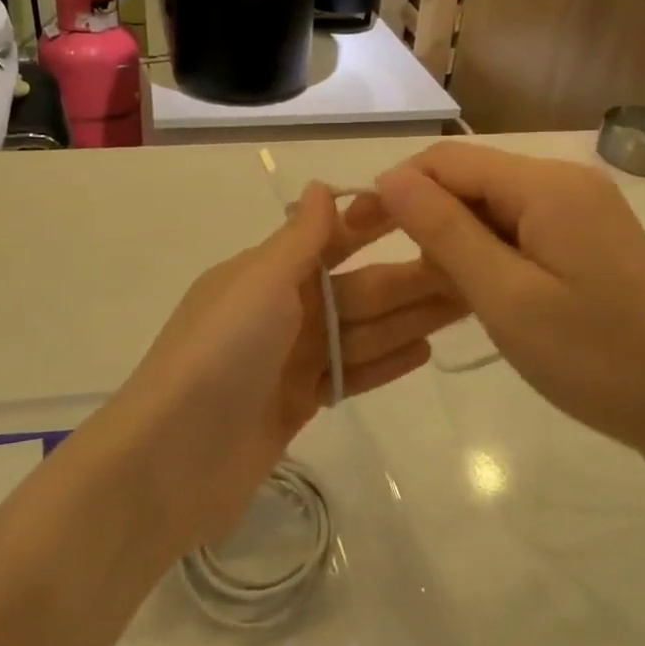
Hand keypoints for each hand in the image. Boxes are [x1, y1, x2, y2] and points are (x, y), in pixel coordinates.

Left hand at [117, 184, 464, 548]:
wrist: (171, 460)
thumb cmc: (219, 354)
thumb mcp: (258, 282)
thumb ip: (298, 238)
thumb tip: (319, 185)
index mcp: (266, 272)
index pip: (331, 238)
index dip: (377, 223)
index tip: (430, 210)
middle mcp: (280, 310)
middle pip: (356, 288)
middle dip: (410, 277)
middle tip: (473, 267)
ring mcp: (289, 361)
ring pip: (360, 331)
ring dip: (408, 317)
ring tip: (467, 303)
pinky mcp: (297, 406)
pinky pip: (349, 374)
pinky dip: (384, 362)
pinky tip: (427, 350)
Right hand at [346, 143, 644, 474]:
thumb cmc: (595, 357)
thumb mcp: (504, 296)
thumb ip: (443, 230)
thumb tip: (389, 176)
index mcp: (546, 184)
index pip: (447, 160)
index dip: (397, 188)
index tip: (360, 233)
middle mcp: (564, 181)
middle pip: (470, 179)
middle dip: (427, 218)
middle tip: (404, 276)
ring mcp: (579, 208)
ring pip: (490, 206)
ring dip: (457, 241)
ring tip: (448, 294)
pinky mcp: (586, 237)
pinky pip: (517, 228)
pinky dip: (488, 254)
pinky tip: (482, 293)